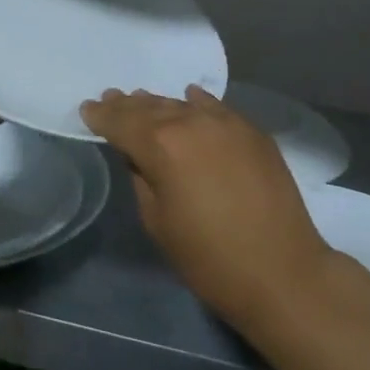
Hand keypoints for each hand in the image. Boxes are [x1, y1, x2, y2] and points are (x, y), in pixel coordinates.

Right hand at [81, 85, 332, 328]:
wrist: (282, 271)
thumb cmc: (208, 257)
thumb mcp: (157, 222)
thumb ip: (141, 178)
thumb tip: (137, 154)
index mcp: (162, 145)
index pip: (122, 122)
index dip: (102, 116)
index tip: (87, 110)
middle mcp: (193, 122)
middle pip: (152, 108)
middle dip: (128, 105)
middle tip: (110, 99)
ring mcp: (228, 123)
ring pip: (184, 105)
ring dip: (160, 104)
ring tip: (142, 100)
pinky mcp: (254, 132)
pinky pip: (217, 109)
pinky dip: (198, 104)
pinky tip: (191, 99)